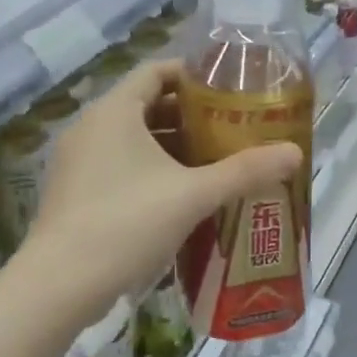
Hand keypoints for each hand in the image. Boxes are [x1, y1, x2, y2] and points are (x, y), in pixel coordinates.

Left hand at [22, 60, 301, 326]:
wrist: (61, 284)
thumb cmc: (128, 223)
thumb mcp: (194, 195)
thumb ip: (245, 171)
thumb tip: (295, 153)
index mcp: (115, 112)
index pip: (156, 72)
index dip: (193, 76)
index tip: (229, 91)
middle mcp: (91, 128)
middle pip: (147, 106)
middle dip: (190, 117)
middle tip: (231, 130)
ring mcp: (78, 162)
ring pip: (133, 141)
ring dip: (172, 148)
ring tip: (214, 163)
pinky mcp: (76, 193)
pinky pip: (120, 167)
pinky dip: (151, 172)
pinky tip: (181, 197)